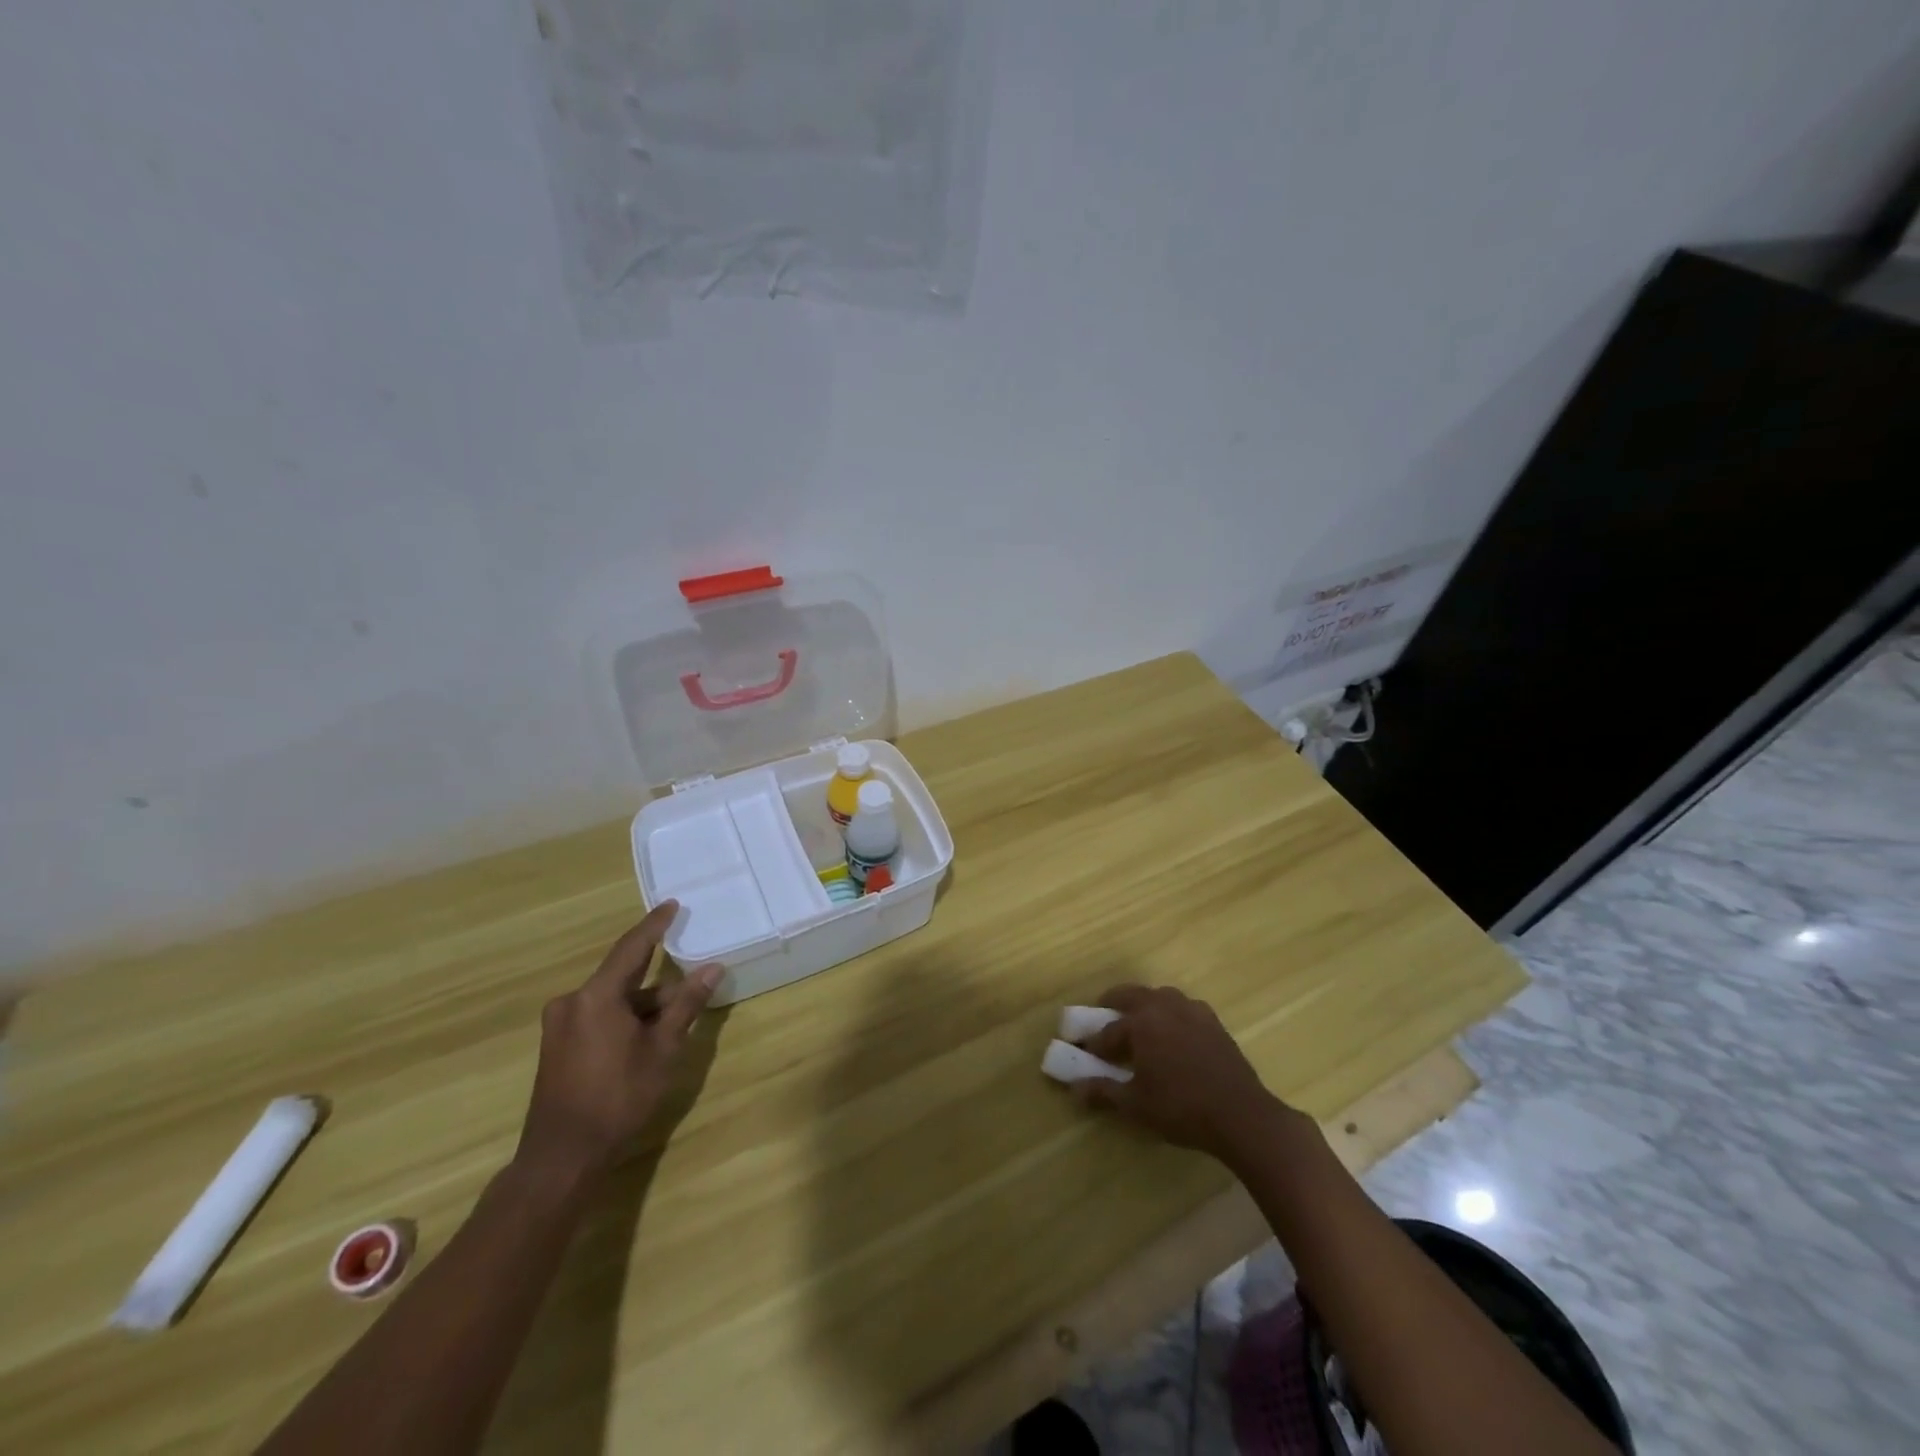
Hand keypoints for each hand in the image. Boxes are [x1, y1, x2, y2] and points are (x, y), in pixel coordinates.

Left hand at [515, 901, 721, 1181]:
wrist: (562, 1157)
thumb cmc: (618, 1098)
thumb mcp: (662, 1050)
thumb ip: (686, 1005)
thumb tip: (712, 968)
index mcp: (596, 996)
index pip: (632, 947)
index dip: (655, 925)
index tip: (672, 904)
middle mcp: (572, 1002)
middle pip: (624, 977)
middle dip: (659, 981)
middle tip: (690, 984)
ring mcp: (560, 1025)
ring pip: (612, 1000)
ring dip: (643, 1005)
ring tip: (676, 1020)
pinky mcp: (557, 1045)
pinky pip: (598, 1016)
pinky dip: (625, 1018)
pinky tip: (647, 1037)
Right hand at [1072, 984, 1303, 1163]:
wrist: (1241, 1115)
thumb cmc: (1181, 1108)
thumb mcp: (1136, 1105)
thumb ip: (1103, 1092)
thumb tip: (1075, 1088)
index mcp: (1141, 1022)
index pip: (1108, 1030)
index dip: (1094, 1043)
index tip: (1084, 1053)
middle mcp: (1164, 1006)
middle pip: (1131, 995)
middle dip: (1113, 1004)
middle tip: (1103, 1019)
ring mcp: (1192, 1011)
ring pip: (1160, 996)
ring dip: (1144, 1005)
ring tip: (1139, 1025)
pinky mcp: (1213, 1022)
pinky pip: (1184, 1008)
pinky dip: (1171, 1014)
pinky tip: (1174, 1034)